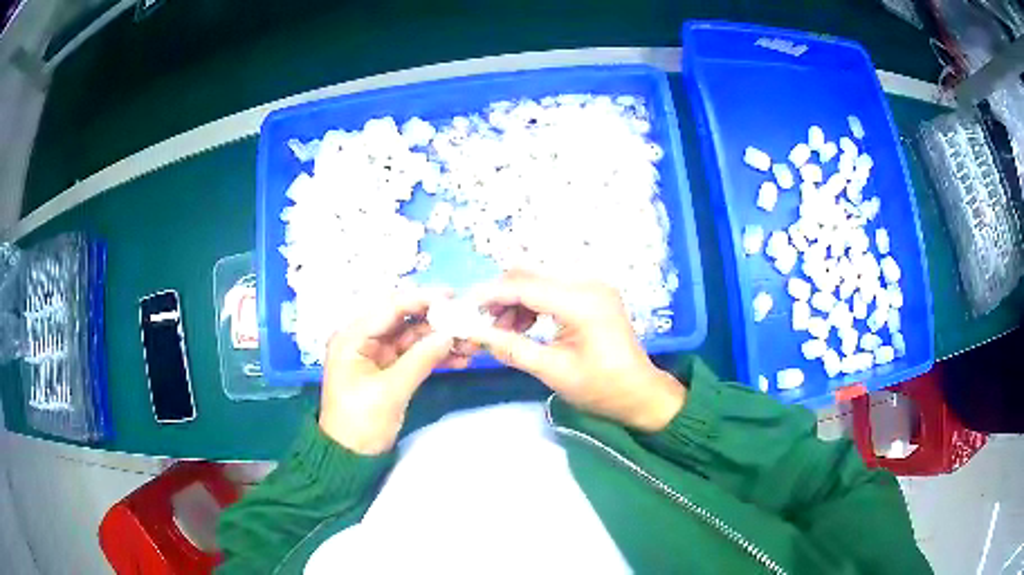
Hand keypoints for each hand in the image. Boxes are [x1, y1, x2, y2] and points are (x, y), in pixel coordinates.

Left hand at [319, 289, 467, 454]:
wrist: (351, 456)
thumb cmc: (360, 422)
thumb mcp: (390, 391)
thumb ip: (420, 360)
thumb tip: (450, 334)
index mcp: (352, 337)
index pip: (389, 309)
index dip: (420, 299)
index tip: (452, 296)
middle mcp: (363, 339)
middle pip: (403, 321)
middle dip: (435, 320)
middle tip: (466, 318)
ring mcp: (377, 355)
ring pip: (413, 338)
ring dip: (439, 339)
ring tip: (469, 342)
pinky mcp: (389, 370)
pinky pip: (415, 356)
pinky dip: (434, 356)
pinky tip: (459, 359)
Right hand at [472, 271, 685, 432]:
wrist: (640, 393)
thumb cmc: (601, 388)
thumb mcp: (553, 371)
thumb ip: (512, 349)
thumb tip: (474, 335)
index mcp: (582, 302)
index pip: (525, 286)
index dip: (490, 295)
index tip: (464, 308)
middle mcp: (587, 284)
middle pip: (530, 276)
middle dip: (501, 297)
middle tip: (482, 325)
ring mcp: (592, 286)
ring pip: (539, 280)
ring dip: (515, 301)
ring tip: (502, 332)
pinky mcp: (592, 294)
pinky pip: (552, 289)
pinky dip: (532, 304)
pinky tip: (523, 327)